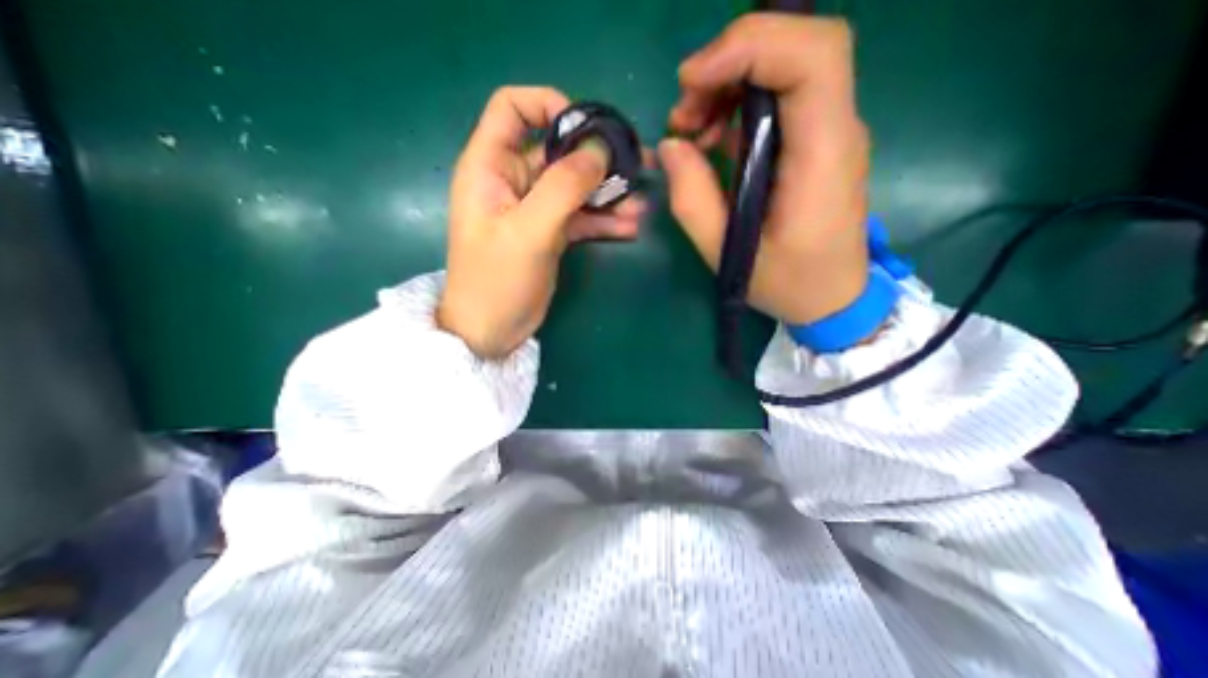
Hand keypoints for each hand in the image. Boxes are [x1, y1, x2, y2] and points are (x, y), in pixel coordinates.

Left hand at [441, 88, 646, 356]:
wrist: (492, 330)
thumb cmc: (497, 280)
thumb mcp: (529, 231)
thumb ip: (563, 186)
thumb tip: (600, 148)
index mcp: (491, 166)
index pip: (513, 108)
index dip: (549, 106)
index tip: (587, 129)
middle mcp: (513, 181)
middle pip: (558, 151)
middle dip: (597, 157)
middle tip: (638, 165)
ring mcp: (535, 209)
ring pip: (575, 187)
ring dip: (608, 194)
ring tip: (642, 204)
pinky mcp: (551, 234)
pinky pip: (581, 217)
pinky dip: (604, 220)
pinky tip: (631, 227)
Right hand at [659, 13, 867, 326]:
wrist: (832, 298)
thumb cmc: (786, 283)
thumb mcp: (726, 252)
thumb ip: (692, 199)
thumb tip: (671, 146)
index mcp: (821, 156)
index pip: (811, 57)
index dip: (748, 47)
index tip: (691, 82)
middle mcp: (835, 131)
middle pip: (799, 47)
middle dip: (732, 62)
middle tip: (684, 112)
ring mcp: (828, 133)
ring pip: (787, 67)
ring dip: (729, 85)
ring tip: (690, 129)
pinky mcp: (814, 144)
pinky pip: (779, 100)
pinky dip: (737, 107)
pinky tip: (711, 141)